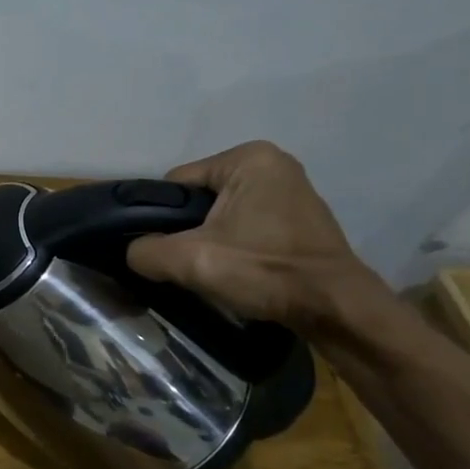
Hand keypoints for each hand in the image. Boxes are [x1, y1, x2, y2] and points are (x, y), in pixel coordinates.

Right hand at [124, 141, 389, 332]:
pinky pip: (244, 225)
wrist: (336, 309)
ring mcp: (289, 190)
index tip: (162, 249)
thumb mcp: (190, 260)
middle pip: (197, 199)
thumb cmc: (265, 271)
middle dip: (187, 230)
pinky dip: (233, 245)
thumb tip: (133, 252)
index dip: (160, 218)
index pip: (175, 185)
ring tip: (210, 269)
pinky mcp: (298, 218)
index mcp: (247, 159)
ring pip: (220, 215)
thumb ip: (145, 250)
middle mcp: (271, 164)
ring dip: (209, 240)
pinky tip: (235, 269)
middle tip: (187, 262)